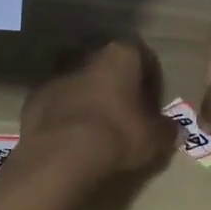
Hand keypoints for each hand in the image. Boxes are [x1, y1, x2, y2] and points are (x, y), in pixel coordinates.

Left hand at [16, 39, 177, 181]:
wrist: (61, 154)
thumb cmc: (117, 134)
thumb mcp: (153, 137)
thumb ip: (166, 129)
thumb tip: (175, 130)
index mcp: (120, 55)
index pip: (142, 56)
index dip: (149, 79)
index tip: (151, 104)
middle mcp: (89, 57)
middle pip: (108, 67)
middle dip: (116, 86)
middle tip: (125, 115)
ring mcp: (59, 76)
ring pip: (81, 83)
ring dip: (89, 100)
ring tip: (97, 130)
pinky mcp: (36, 98)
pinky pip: (57, 104)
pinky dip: (65, 117)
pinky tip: (71, 141)